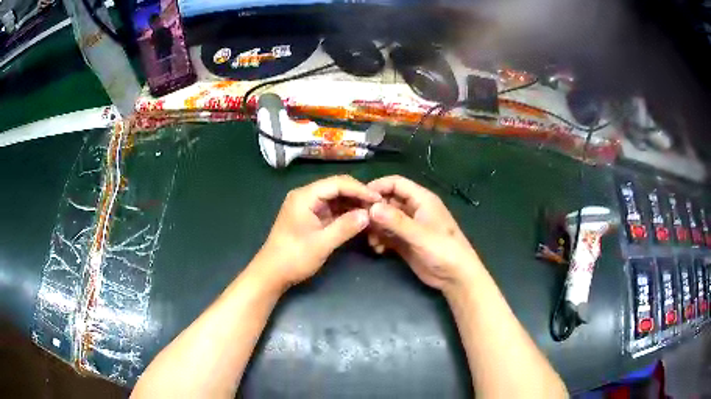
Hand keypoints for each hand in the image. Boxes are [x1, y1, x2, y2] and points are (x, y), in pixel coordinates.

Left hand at [256, 175, 380, 288]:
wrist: (272, 273)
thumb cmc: (293, 258)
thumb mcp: (322, 244)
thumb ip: (345, 227)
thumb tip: (368, 214)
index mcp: (305, 196)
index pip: (337, 183)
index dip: (360, 189)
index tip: (378, 199)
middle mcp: (306, 196)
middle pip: (337, 187)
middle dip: (358, 195)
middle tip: (378, 206)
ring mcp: (308, 206)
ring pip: (336, 198)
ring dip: (353, 204)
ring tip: (373, 212)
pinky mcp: (310, 216)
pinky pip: (332, 209)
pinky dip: (345, 213)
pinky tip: (360, 219)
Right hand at [366, 175, 481, 292]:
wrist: (455, 277)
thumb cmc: (443, 250)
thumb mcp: (419, 235)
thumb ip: (396, 221)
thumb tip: (371, 208)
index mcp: (422, 200)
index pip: (396, 183)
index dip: (378, 187)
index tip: (360, 198)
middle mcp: (414, 209)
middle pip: (388, 200)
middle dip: (374, 210)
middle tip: (361, 222)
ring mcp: (409, 226)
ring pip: (385, 218)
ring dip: (375, 227)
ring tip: (371, 240)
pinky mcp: (405, 242)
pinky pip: (387, 234)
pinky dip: (380, 239)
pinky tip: (378, 249)